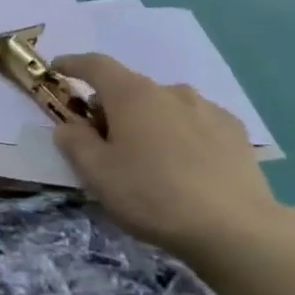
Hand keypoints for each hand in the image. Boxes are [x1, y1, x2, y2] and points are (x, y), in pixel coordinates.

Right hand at [51, 53, 282, 258]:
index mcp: (132, 95)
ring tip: (148, 158)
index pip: (95, 65)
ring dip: (148, 121)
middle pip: (130, 88)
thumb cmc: (153, 196)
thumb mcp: (96, 174)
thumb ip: (74, 142)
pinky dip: (180, 134)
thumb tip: (69, 126)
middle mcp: (171, 91)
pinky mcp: (235, 133)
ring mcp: (208, 109)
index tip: (58, 68)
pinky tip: (185, 166)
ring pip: (165, 106)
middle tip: (103, 142)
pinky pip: (195, 123)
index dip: (73, 64)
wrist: (236, 230)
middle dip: (111, 107)